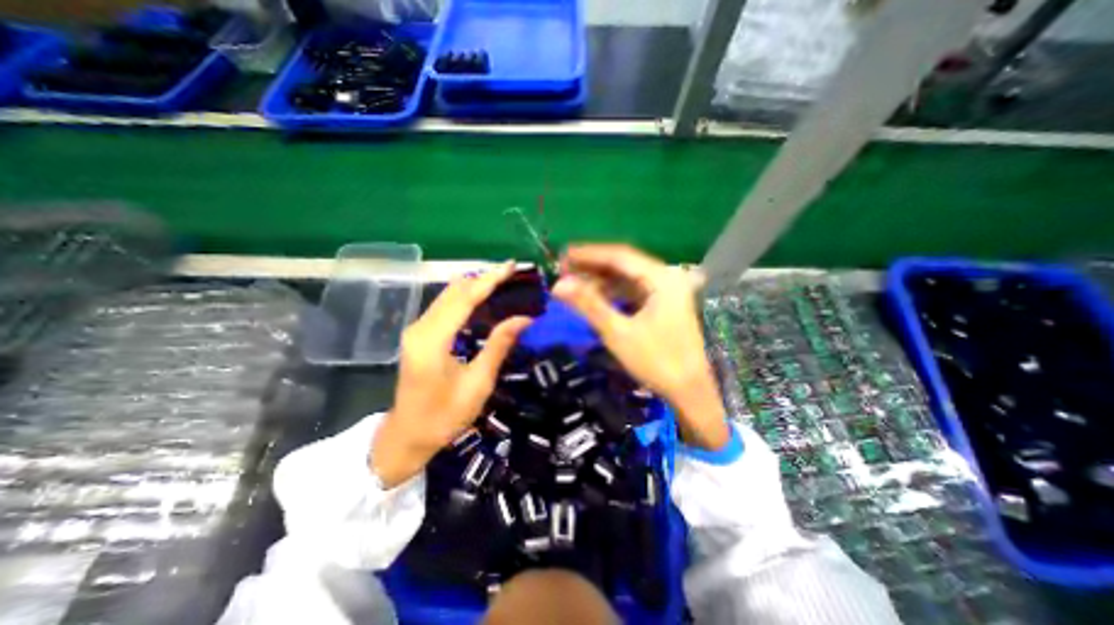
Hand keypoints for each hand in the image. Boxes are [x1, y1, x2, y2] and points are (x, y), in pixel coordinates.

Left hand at [370, 261, 532, 488]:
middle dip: (484, 278)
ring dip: (475, 285)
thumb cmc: (444, 417)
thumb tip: (524, 318)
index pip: (464, 298)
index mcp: (433, 340)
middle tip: (513, 274)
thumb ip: (499, 346)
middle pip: (454, 290)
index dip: (490, 279)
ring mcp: (417, 329)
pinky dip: (466, 297)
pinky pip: (445, 305)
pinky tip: (484, 299)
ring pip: (448, 295)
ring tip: (503, 282)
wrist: (406, 437)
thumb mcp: (478, 384)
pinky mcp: (419, 334)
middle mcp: (421, 327)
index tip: (512, 266)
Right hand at [549, 244, 727, 449]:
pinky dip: (611, 293)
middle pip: (623, 265)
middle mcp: (666, 278)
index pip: (619, 256)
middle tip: (563, 270)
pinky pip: (632, 291)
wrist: (690, 392)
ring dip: (600, 280)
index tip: (562, 255)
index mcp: (662, 278)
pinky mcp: (661, 304)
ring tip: (572, 284)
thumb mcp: (618, 332)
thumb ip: (589, 305)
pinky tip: (593, 297)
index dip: (588, 254)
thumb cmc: (657, 362)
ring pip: (626, 278)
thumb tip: (558, 285)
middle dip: (592, 267)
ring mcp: (665, 291)